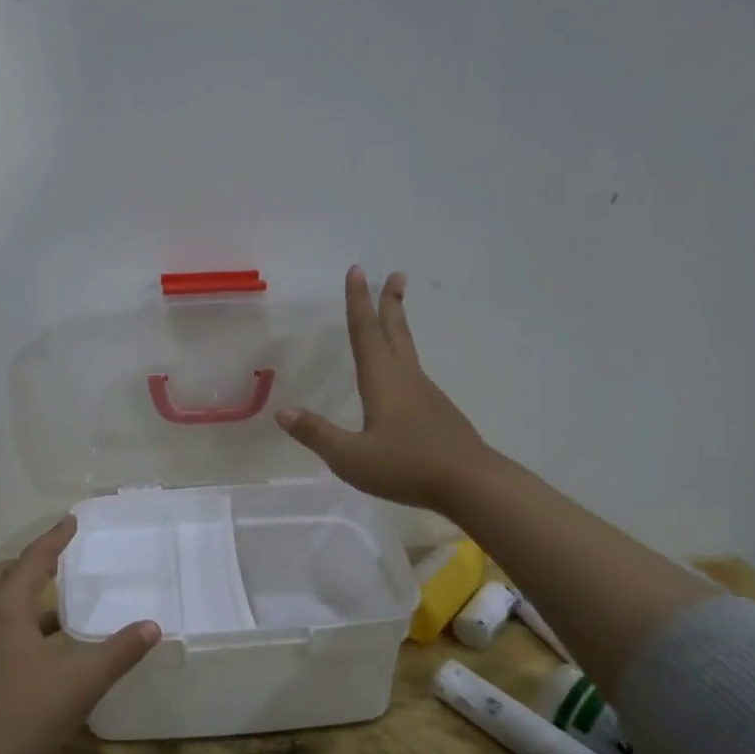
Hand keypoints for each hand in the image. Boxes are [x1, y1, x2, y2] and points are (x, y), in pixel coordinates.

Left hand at [0, 517, 160, 753]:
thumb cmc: (28, 714)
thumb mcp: (84, 680)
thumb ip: (120, 651)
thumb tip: (152, 626)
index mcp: (7, 611)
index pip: (31, 560)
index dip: (54, 539)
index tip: (71, 521)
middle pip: (1, 575)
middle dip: (28, 562)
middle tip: (58, 558)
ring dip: (24, 594)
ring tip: (61, 602)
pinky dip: (22, 623)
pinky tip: (49, 647)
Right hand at [277, 266, 497, 514]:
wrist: (471, 483)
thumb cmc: (407, 466)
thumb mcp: (351, 458)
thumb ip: (317, 434)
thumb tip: (282, 411)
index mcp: (383, 381)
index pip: (366, 332)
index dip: (358, 301)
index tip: (357, 270)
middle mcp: (406, 378)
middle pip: (395, 332)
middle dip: (390, 302)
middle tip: (395, 274)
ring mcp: (426, 394)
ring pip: (407, 350)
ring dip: (399, 326)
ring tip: (394, 314)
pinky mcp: (437, 411)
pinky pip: (414, 373)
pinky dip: (403, 358)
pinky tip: (401, 376)